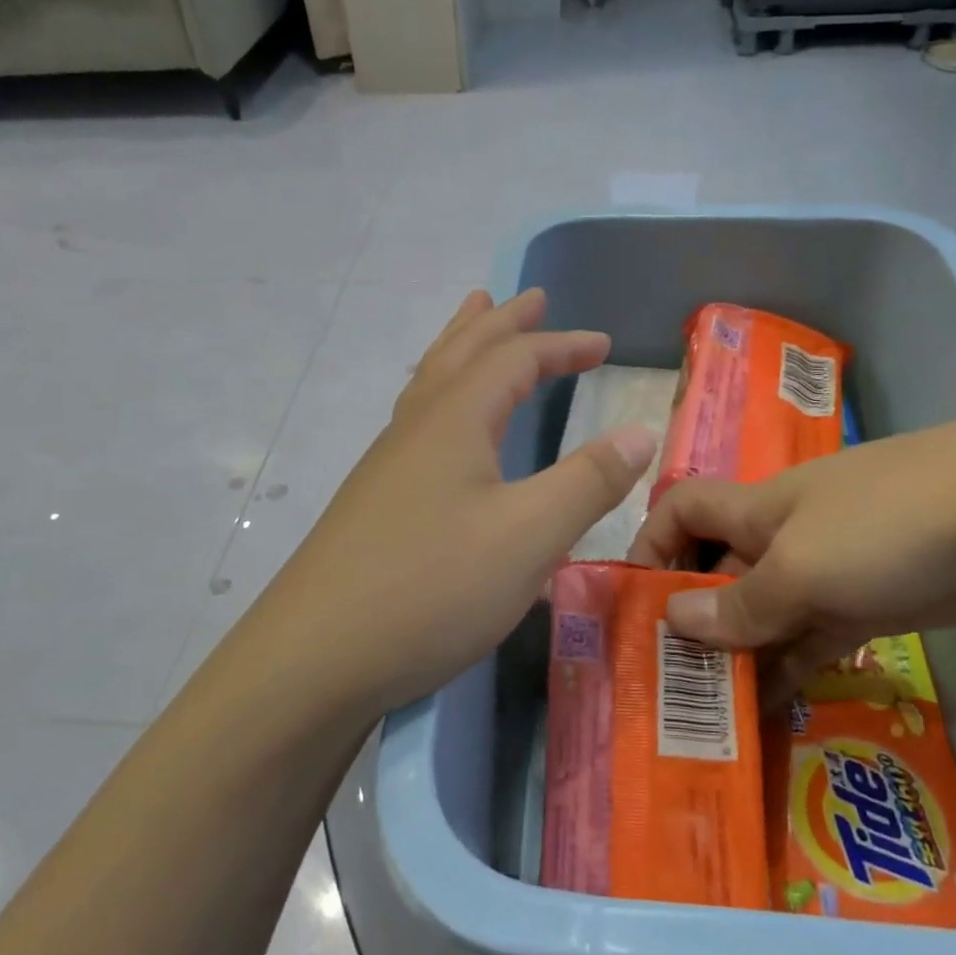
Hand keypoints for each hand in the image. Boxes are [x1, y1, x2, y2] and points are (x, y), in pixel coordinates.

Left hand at [245, 289, 657, 715]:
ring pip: (430, 383)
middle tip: (532, 297)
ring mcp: (387, 466)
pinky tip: (443, 426)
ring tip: (474, 322)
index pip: (515, 358)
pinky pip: (417, 422)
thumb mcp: (528, 536)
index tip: (604, 344)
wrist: (316, 657)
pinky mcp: (374, 503)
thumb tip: (639, 431)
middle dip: (503, 322)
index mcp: (454, 420)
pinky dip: (442, 395)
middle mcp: (415, 429)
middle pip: (461, 352)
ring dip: (461, 346)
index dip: (562, 345)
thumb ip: (587, 481)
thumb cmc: (431, 589)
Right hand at [627, 409, 955, 694]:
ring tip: (702, 718)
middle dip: (687, 621)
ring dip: (735, 658)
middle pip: (715, 574)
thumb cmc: (891, 524)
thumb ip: (739, 603)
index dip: (650, 545)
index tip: (634, 604)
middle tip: (662, 687)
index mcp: (754, 511)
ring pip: (761, 617)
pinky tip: (761, 716)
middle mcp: (779, 539)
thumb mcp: (803, 567)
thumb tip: (674, 622)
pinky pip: (808, 642)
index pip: (680, 512)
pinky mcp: (866, 609)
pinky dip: (784, 673)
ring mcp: (825, 575)